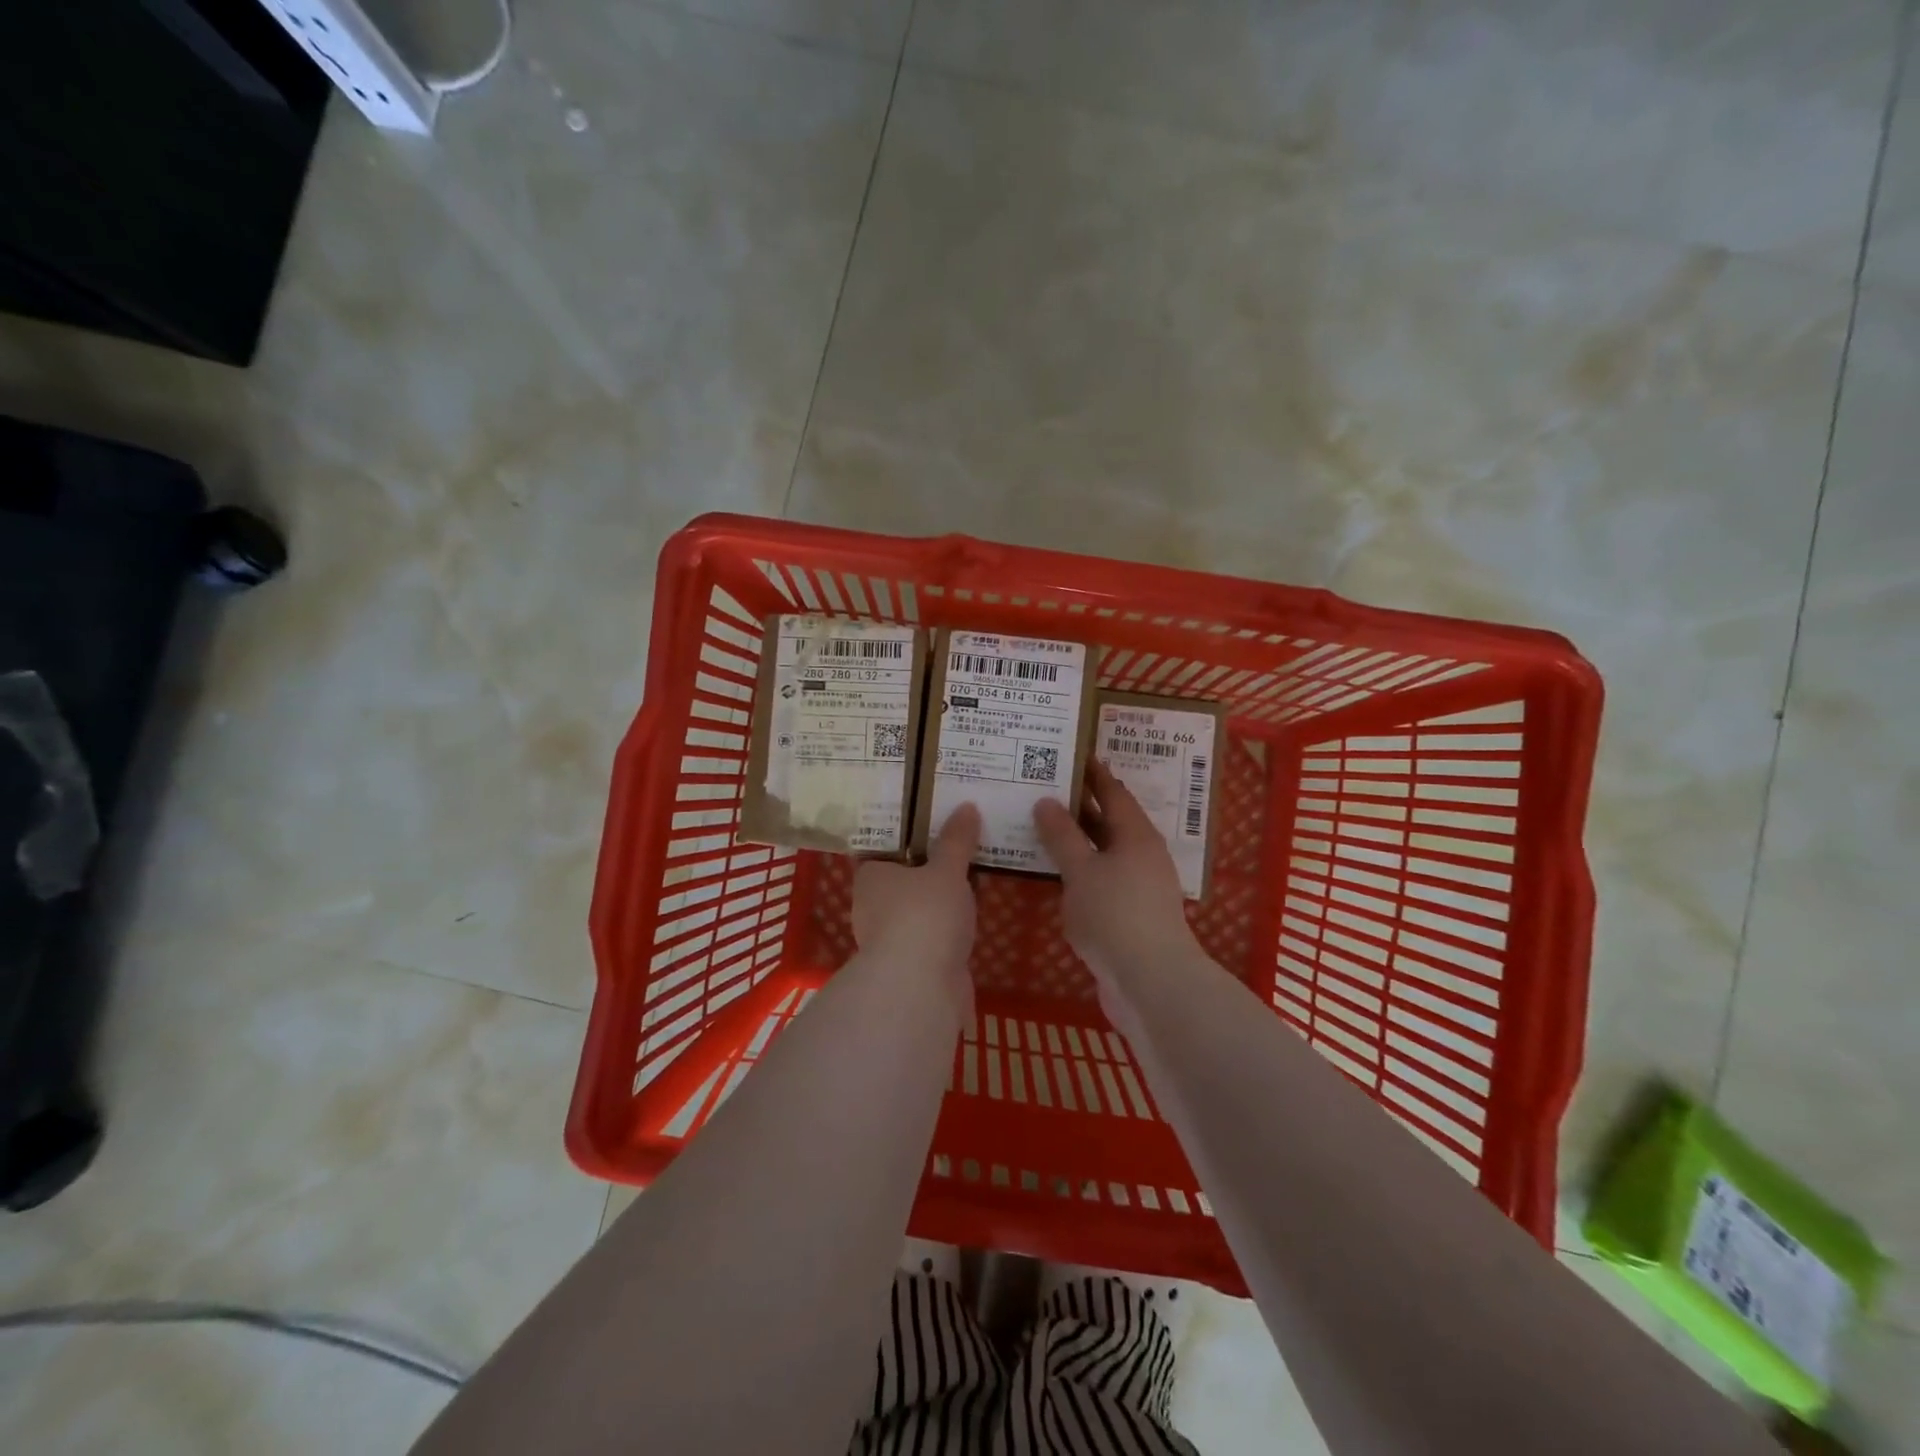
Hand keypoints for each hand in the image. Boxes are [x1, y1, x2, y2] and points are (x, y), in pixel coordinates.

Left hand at [851, 804, 980, 994]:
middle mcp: (872, 907)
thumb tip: (966, 807)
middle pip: (901, 881)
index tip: (931, 824)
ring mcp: (890, 940)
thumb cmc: (924, 915)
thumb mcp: (947, 870)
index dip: (905, 838)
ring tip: (971, 879)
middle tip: (959, 846)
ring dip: (938, 903)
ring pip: (917, 911)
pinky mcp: (911, 966)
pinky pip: (932, 936)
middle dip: (926, 870)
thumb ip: (957, 841)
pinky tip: (971, 919)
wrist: (921, 988)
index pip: (881, 850)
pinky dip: (947, 929)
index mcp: (870, 877)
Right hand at [1035, 762, 1201, 1002]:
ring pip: (1104, 852)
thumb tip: (1047, 801)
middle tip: (1044, 788)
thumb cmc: (1115, 915)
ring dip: (1078, 840)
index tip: (1071, 754)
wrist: (1150, 982)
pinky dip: (1080, 869)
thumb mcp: (1081, 870)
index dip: (1092, 773)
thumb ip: (1062, 835)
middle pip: (1109, 821)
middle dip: (1080, 805)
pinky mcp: (1132, 914)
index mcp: (1136, 835)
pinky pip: (1102, 879)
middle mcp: (1142, 854)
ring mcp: (1140, 886)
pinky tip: (1057, 874)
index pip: (1113, 791)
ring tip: (1042, 826)